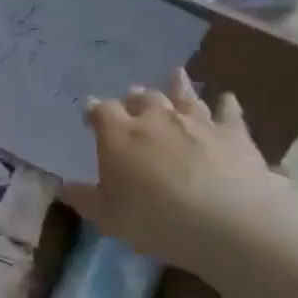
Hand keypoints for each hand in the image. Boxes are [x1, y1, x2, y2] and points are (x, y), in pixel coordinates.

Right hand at [63, 68, 286, 269]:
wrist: (229, 221)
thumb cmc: (157, 220)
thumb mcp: (109, 218)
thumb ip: (85, 199)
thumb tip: (64, 186)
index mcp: (119, 135)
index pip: (101, 111)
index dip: (94, 111)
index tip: (90, 114)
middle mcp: (156, 118)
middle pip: (142, 98)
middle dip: (134, 98)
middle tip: (132, 99)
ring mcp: (197, 121)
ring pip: (183, 96)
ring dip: (177, 86)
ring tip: (174, 75)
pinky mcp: (233, 133)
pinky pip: (227, 111)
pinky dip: (225, 104)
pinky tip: (226, 98)